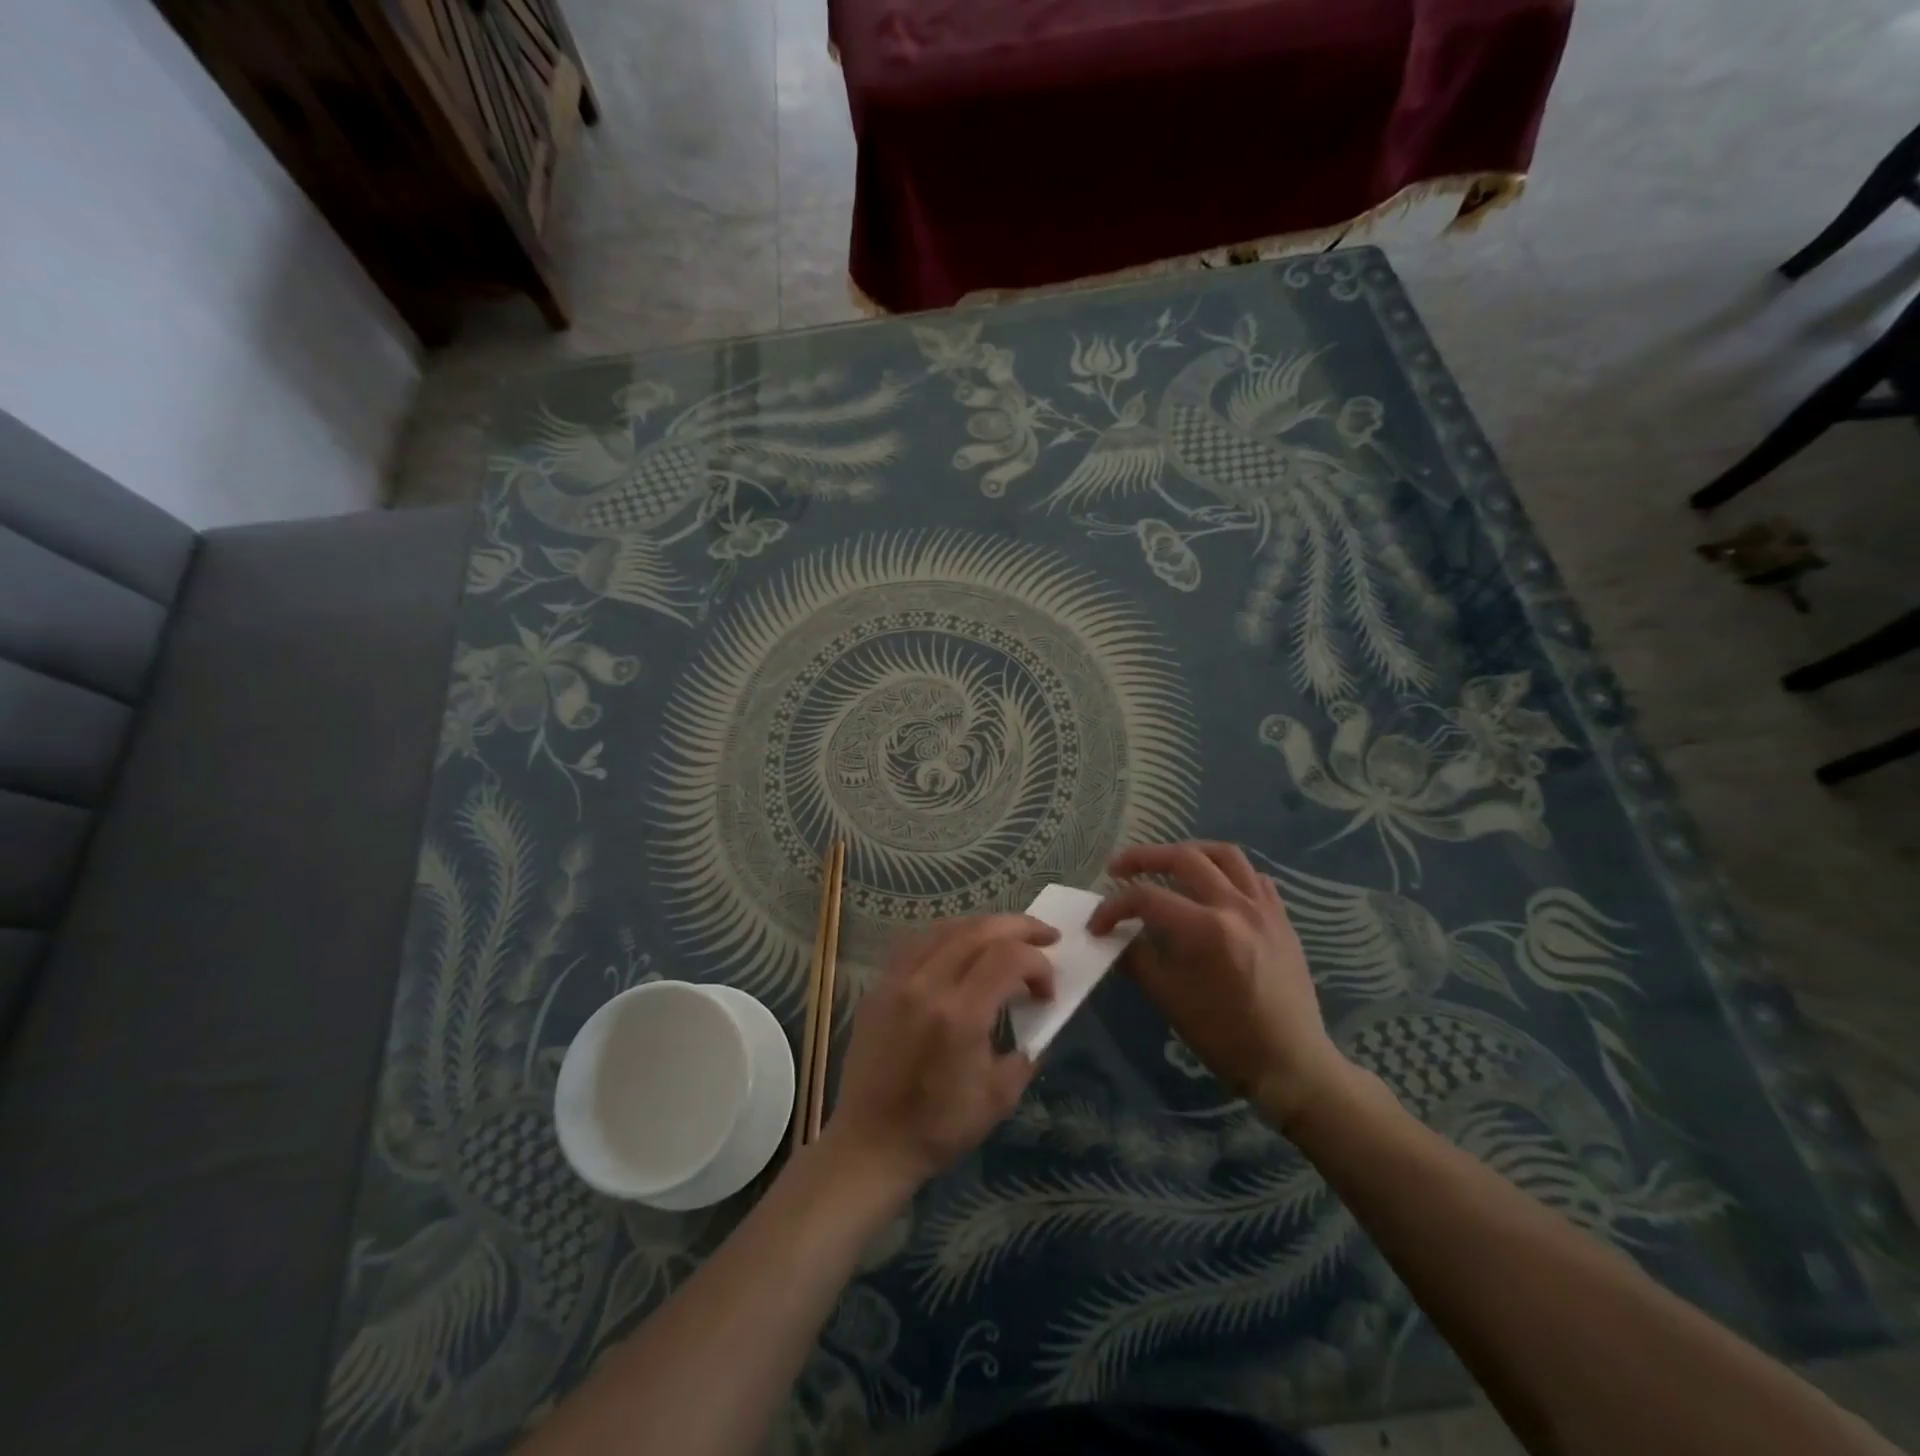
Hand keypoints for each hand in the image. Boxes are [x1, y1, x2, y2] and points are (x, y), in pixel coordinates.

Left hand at [824, 915, 1057, 1193]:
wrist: (871, 1142)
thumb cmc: (939, 1127)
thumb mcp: (1000, 1097)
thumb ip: (1026, 1051)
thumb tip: (1036, 1020)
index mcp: (960, 1014)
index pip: (1008, 957)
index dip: (1038, 964)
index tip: (1048, 991)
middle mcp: (927, 985)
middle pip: (979, 930)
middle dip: (1020, 927)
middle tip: (1047, 936)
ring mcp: (898, 980)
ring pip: (947, 928)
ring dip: (984, 926)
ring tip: (1007, 937)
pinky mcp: (879, 985)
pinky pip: (917, 942)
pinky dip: (948, 936)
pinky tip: (961, 948)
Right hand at [1090, 842, 1351, 1128]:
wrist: (1291, 1063)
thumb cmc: (1225, 1037)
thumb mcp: (1170, 1000)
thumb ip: (1138, 959)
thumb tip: (1117, 936)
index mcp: (1206, 930)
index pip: (1146, 898)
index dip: (1113, 907)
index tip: (1097, 924)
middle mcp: (1236, 906)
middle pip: (1183, 858)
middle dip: (1143, 858)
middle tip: (1118, 869)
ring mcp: (1264, 908)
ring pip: (1224, 855)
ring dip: (1188, 852)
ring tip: (1167, 863)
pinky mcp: (1281, 918)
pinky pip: (1254, 876)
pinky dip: (1228, 872)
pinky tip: (1213, 887)